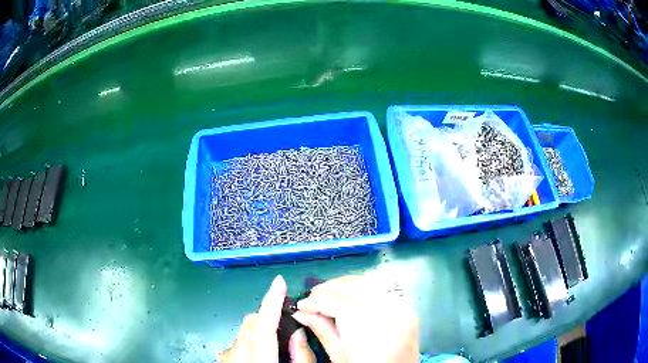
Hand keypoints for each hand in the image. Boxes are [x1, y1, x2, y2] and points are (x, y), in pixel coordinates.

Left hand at [219, 275, 314, 362]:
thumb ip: (302, 355)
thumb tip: (299, 332)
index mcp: (260, 360)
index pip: (264, 326)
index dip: (272, 302)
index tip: (279, 281)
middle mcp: (238, 355)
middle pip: (250, 323)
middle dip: (266, 315)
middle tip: (283, 319)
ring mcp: (227, 356)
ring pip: (242, 330)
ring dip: (257, 328)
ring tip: (271, 341)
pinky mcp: (223, 358)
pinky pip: (235, 340)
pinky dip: (248, 339)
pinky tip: (256, 351)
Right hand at [292, 275, 418, 362]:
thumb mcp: (338, 355)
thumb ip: (321, 329)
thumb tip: (300, 313)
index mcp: (367, 323)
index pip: (335, 302)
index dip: (314, 302)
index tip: (300, 305)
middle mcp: (387, 309)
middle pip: (352, 287)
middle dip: (328, 289)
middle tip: (311, 298)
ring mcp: (401, 307)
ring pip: (369, 283)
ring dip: (345, 285)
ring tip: (329, 294)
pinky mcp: (407, 309)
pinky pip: (383, 290)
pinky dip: (364, 288)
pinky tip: (352, 296)